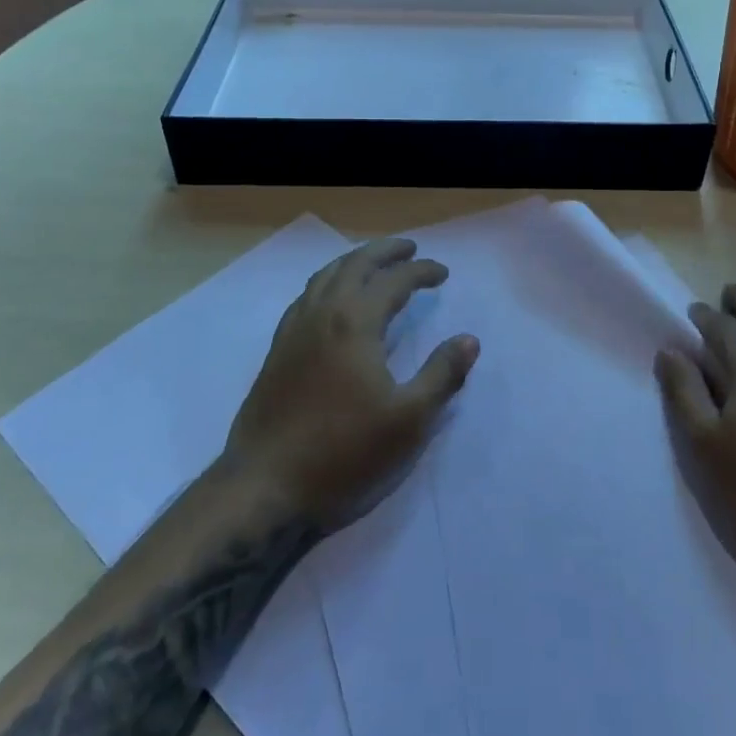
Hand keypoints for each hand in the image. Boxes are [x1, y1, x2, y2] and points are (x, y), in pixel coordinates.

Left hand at [223, 238, 478, 531]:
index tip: (443, 274)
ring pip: (325, 276)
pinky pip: (305, 296)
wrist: (266, 487)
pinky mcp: (277, 350)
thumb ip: (442, 375)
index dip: (421, 271)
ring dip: (354, 261)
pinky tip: (332, 299)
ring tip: (374, 263)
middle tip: (410, 249)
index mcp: (355, 324)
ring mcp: (294, 330)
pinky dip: (327, 282)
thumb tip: (469, 340)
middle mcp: (322, 314)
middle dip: (386, 251)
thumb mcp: (409, 420)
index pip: (394, 281)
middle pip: (355, 264)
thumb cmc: (344, 454)